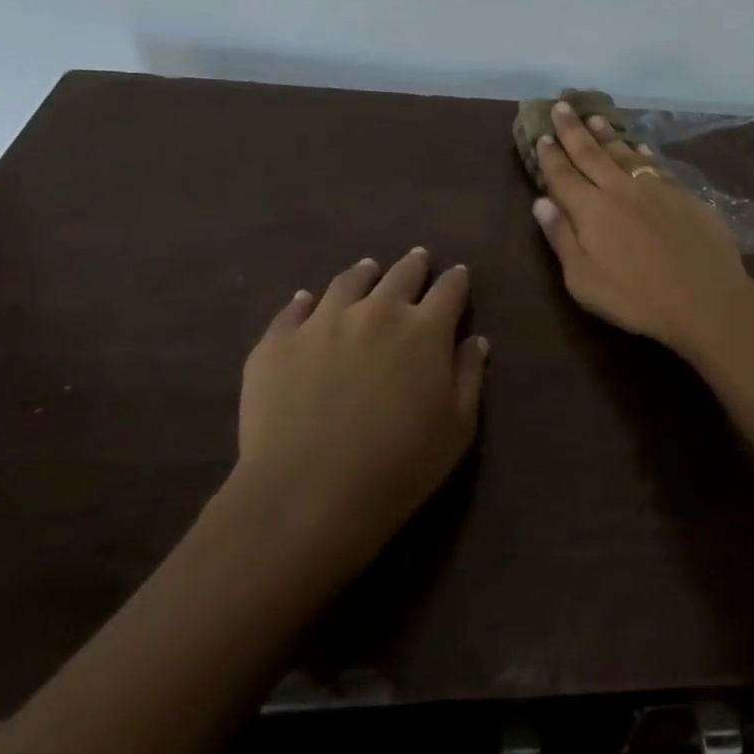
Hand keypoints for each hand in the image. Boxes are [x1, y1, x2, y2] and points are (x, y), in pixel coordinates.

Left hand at [232, 250, 486, 568]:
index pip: (449, 290)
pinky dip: (306, 301)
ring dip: (364, 273)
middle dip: (414, 265)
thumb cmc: (399, 466)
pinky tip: (307, 301)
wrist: (308, 493)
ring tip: (367, 269)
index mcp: (425, 329)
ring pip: (348, 282)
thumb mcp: (457, 428)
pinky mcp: (278, 341)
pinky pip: (294, 308)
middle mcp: (377, 311)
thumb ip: (469, 377)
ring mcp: (322, 322)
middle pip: (401, 275)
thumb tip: (474, 340)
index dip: (457, 280)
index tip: (458, 274)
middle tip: (418, 259)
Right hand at [531, 101, 753, 355]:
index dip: (550, 155)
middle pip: (591, 153)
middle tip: (562, 105)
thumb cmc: (636, 299)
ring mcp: (655, 188)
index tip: (541, 134)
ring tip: (594, 118)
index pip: (562, 175)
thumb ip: (561, 238)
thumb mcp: (584, 280)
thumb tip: (540, 202)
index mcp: (590, 210)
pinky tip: (640, 145)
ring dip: (607, 134)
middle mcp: (620, 189)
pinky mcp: (683, 194)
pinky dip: (643, 151)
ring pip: (625, 152)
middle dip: (573, 129)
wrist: (705, 299)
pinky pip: (656, 164)